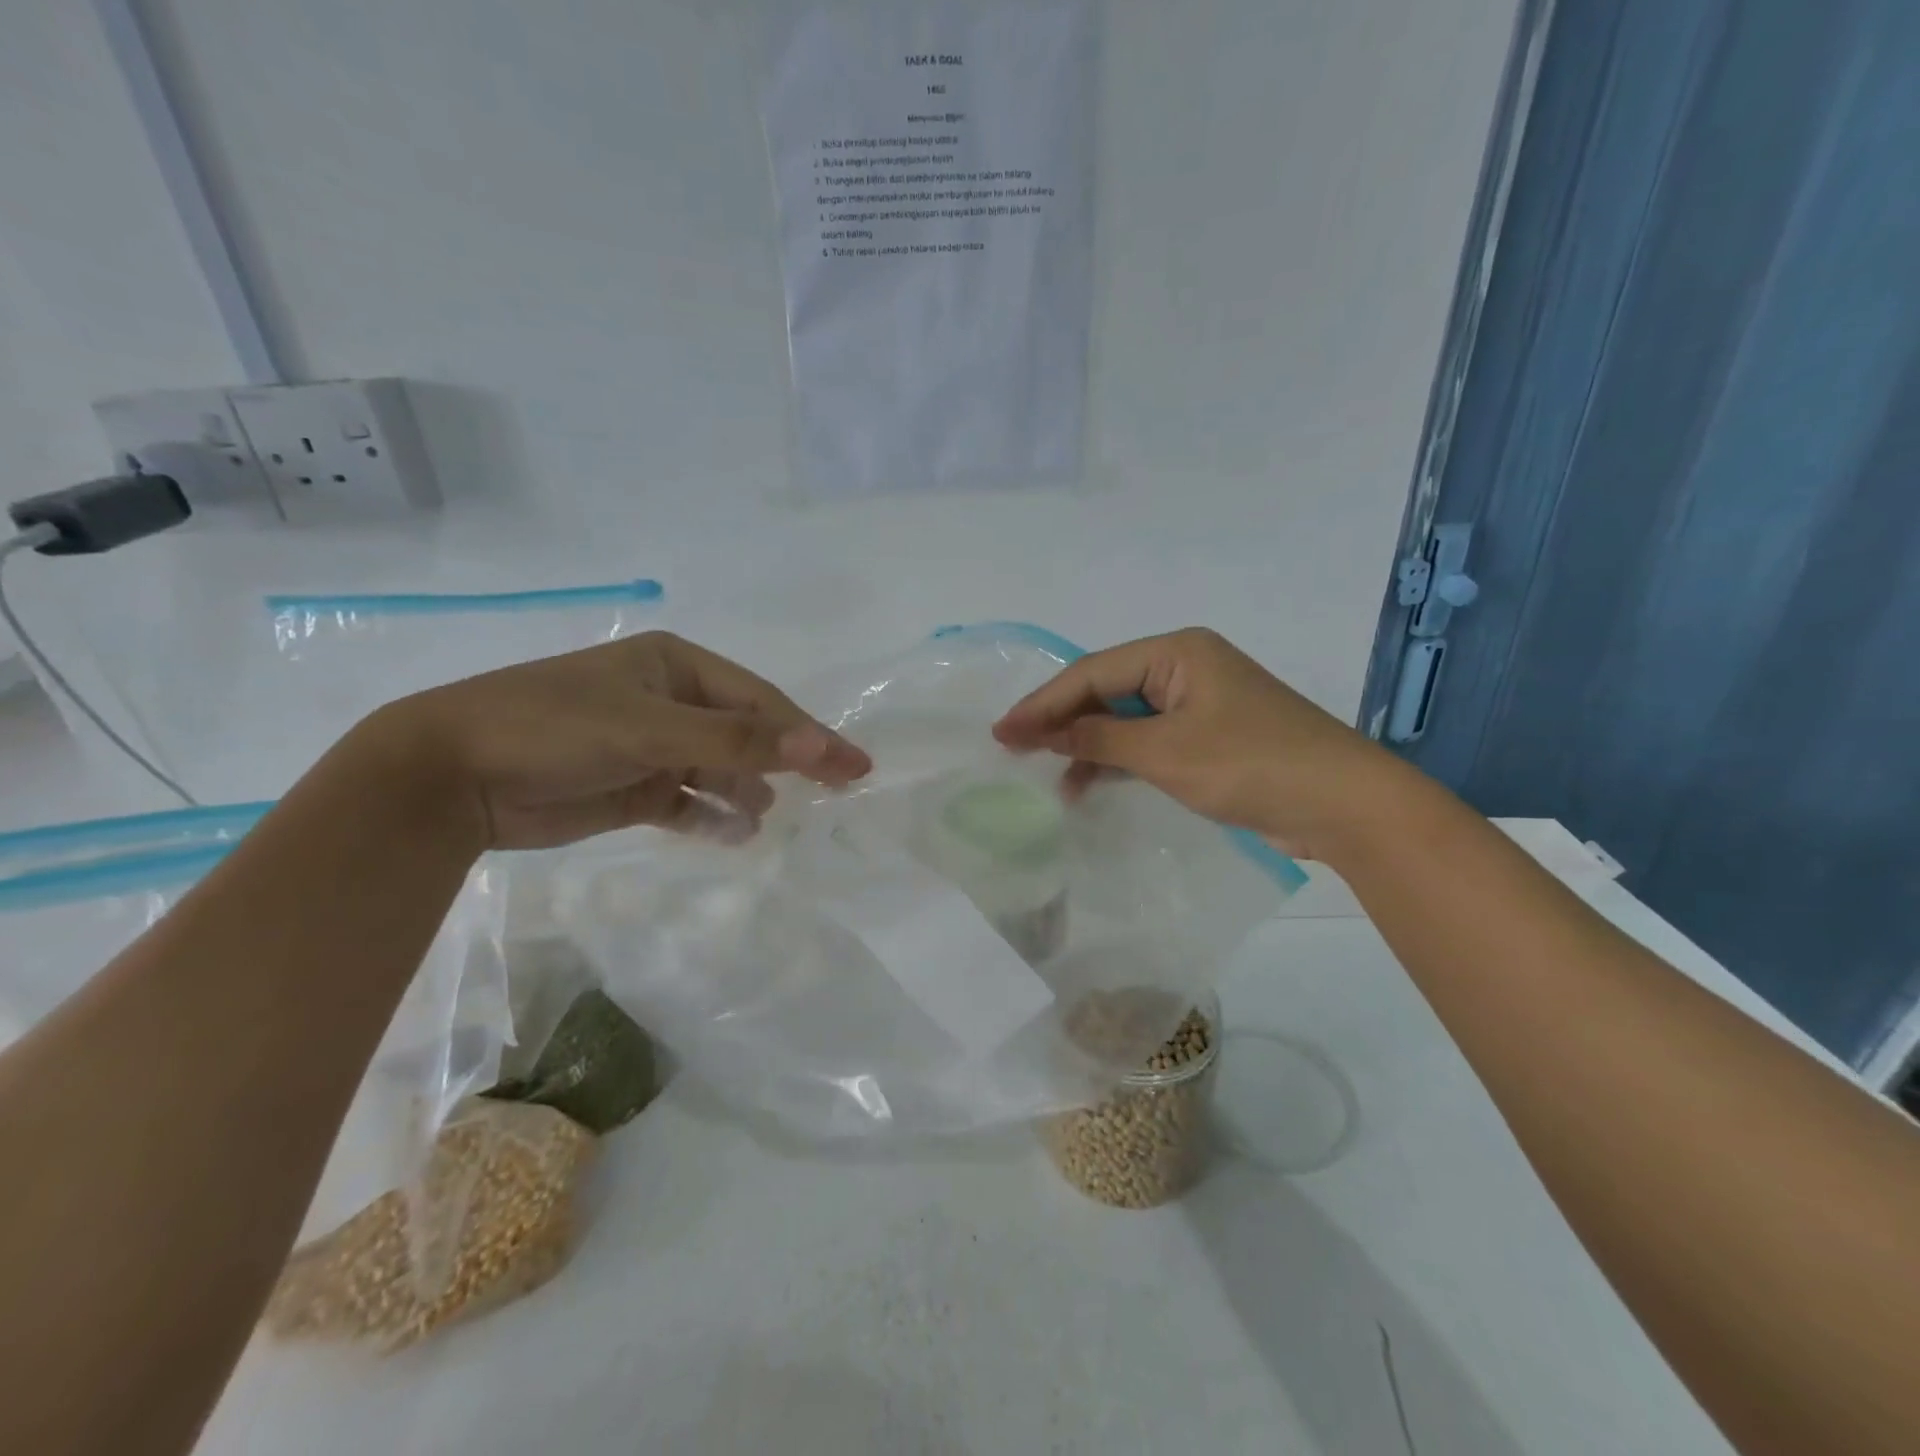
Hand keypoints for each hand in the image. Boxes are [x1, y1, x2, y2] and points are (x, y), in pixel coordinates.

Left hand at [365, 632, 871, 850]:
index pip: (761, 702)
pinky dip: (714, 818)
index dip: (810, 733)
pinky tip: (736, 835)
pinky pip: (690, 803)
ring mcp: (652, 746)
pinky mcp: (634, 788)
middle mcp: (670, 701)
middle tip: (837, 792)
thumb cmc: (553, 729)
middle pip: (749, 732)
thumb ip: (735, 739)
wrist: (447, 777)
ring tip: (768, 818)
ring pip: (722, 769)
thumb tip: (817, 745)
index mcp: (677, 667)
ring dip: (749, 791)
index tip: (854, 767)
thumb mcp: (649, 728)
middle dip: (789, 760)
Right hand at [992, 628, 1402, 861]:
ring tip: (1047, 776)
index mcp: (1176, 653)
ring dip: (1087, 745)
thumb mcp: (1165, 753)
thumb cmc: (1251, 764)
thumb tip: (1043, 732)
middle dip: (1061, 722)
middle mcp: (1184, 668)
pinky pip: (1148, 740)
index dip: (1043, 704)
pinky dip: (1118, 760)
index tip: (1001, 732)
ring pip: (1124, 718)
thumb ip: (1099, 739)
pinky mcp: (1208, 736)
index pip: (1093, 673)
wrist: (1343, 804)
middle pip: (1105, 691)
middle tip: (1013, 749)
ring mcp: (1198, 702)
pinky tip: (1087, 783)